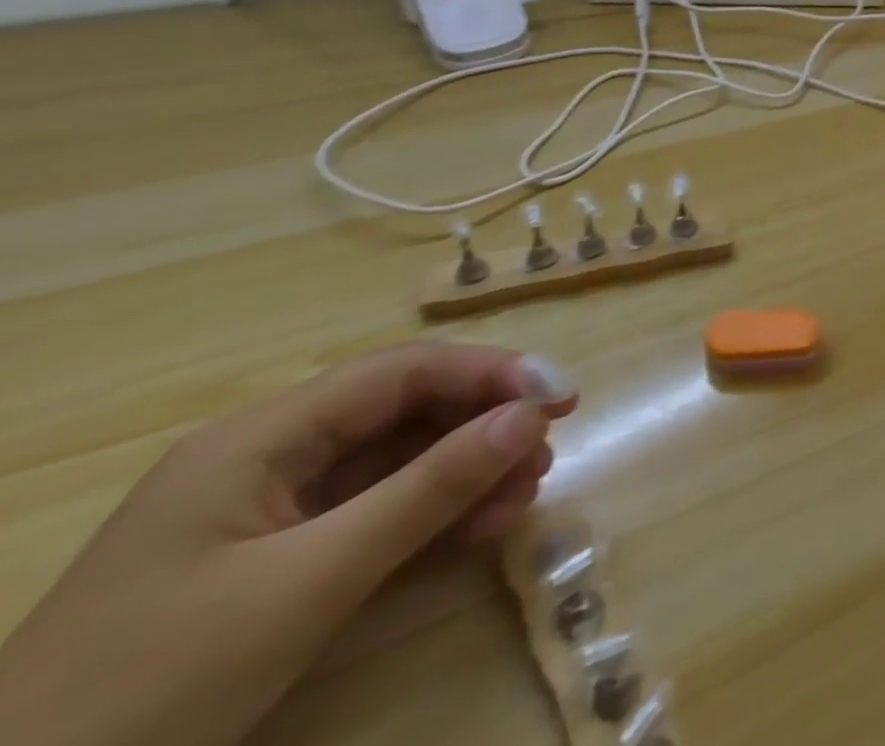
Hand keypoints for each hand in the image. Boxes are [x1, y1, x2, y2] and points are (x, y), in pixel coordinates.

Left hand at [0, 342, 576, 745]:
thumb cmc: (151, 689)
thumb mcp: (308, 584)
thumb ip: (427, 491)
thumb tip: (529, 416)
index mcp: (260, 437)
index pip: (400, 372)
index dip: (488, 372)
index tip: (558, 396)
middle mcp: (268, 456)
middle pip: (402, 412)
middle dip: (482, 424)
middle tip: (548, 449)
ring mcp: (267, 513)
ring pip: (393, 462)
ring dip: (465, 471)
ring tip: (526, 491)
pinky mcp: (270, 562)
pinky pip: (370, 514)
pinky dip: (429, 515)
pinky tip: (479, 527)